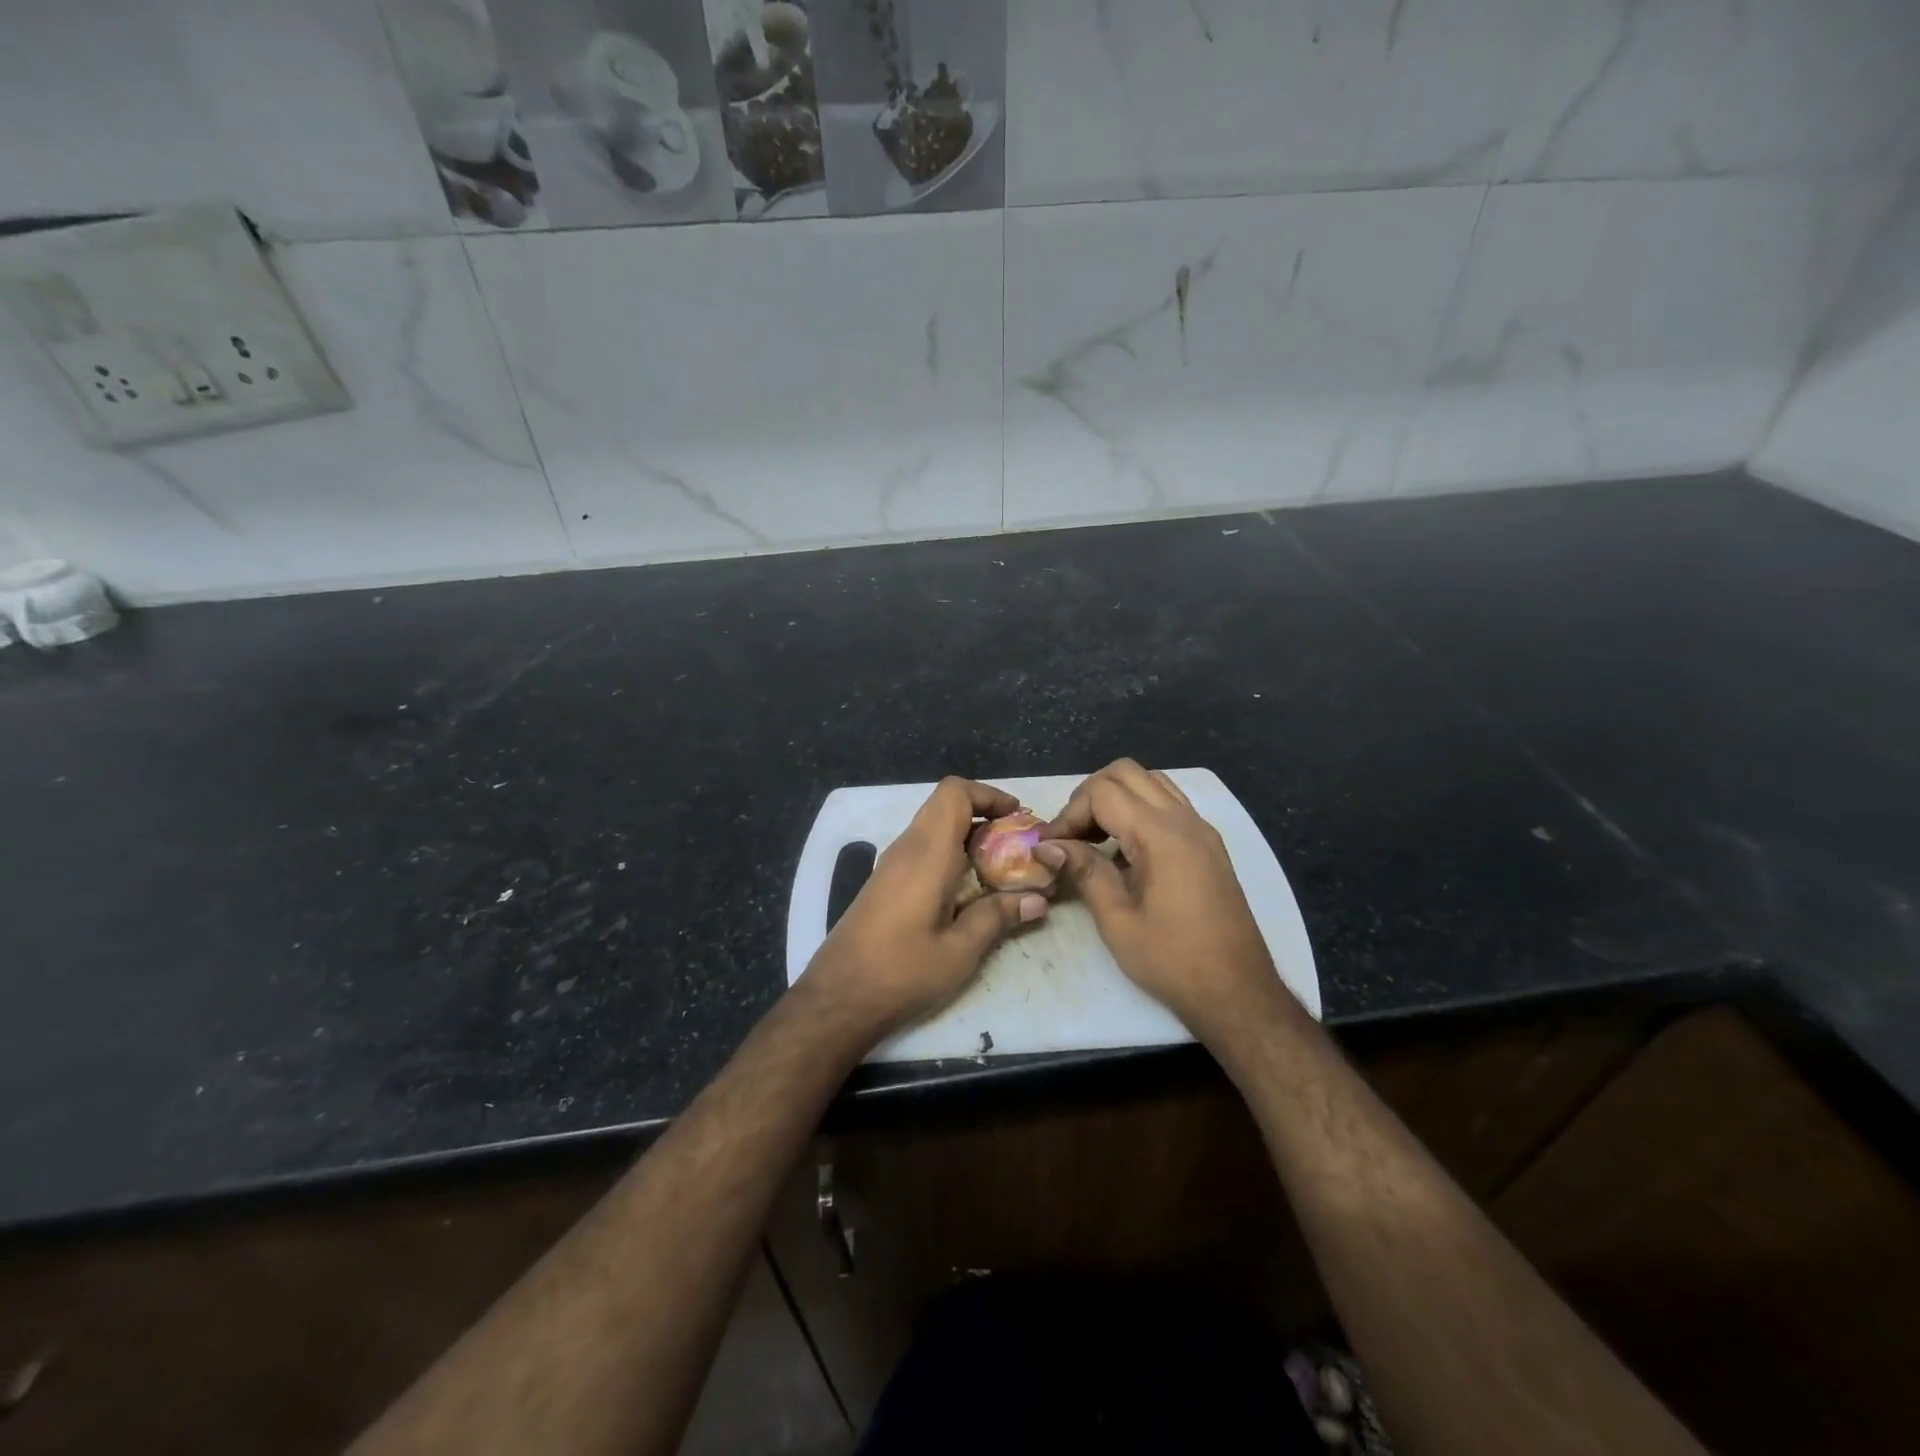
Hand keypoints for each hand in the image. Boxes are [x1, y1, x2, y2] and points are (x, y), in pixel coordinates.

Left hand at [802, 777, 1048, 1039]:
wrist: (837, 998)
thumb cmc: (901, 971)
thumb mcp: (960, 951)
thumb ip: (998, 917)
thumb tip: (1037, 899)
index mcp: (927, 852)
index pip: (954, 792)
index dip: (988, 794)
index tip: (1017, 818)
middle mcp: (907, 848)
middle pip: (945, 806)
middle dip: (984, 816)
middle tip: (1016, 846)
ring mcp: (891, 865)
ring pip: (934, 829)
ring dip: (968, 838)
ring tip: (1001, 869)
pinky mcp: (884, 884)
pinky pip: (922, 851)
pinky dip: (950, 856)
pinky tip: (967, 893)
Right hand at [1035, 759, 1282, 1042]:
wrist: (1238, 992)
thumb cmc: (1173, 960)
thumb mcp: (1117, 920)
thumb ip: (1084, 871)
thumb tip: (1048, 846)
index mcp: (1161, 835)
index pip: (1102, 792)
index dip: (1069, 813)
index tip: (1051, 847)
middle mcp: (1184, 820)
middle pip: (1126, 773)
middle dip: (1089, 796)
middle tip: (1071, 836)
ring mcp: (1201, 829)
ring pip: (1150, 781)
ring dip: (1116, 797)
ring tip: (1095, 837)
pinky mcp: (1209, 844)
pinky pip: (1169, 802)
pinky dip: (1140, 809)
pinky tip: (1126, 848)